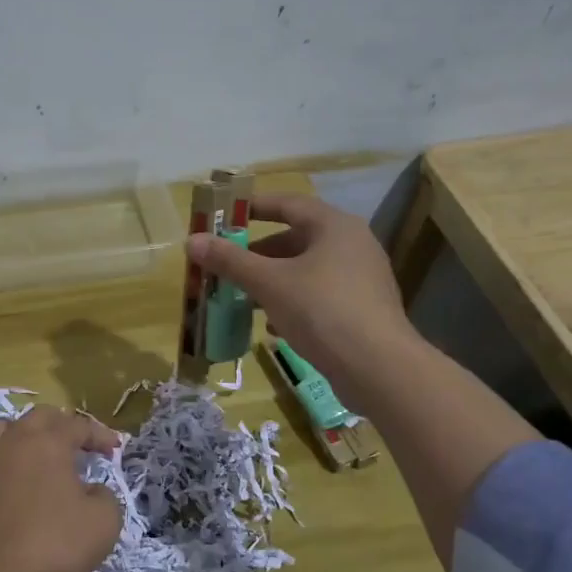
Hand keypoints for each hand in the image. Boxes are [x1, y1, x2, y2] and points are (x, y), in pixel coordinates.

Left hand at [0, 406, 121, 571]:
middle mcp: (11, 442)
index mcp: (48, 443)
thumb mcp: (104, 523)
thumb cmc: (53, 547)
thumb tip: (92, 490)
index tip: (114, 450)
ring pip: (0, 431)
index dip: (100, 435)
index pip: (79, 425)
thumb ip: (105, 496)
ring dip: (20, 437)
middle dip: (60, 425)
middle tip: (75, 444)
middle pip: (37, 418)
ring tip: (32, 456)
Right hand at [186, 193, 415, 409]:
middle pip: (296, 238)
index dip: (253, 207)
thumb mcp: (269, 283)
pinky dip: (292, 302)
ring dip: (272, 280)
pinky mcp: (361, 309)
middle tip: (227, 263)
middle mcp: (352, 244)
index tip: (223, 217)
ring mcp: (360, 278)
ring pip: (306, 270)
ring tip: (241, 296)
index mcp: (334, 226)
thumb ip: (231, 260)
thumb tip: (192, 241)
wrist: (378, 368)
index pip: (287, 203)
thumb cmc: (322, 311)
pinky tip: (271, 325)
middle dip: (258, 252)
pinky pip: (318, 295)